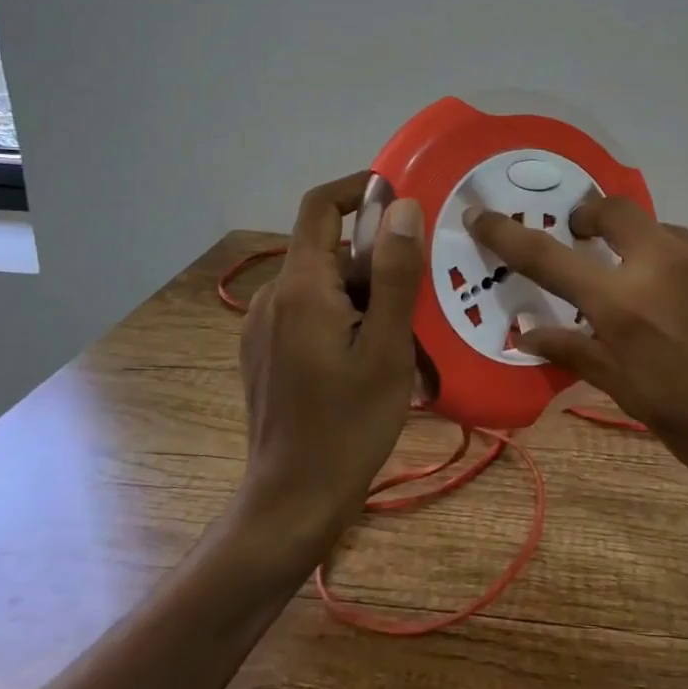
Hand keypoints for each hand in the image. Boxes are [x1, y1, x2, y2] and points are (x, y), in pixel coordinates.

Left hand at [237, 173, 424, 557]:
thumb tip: (403, 207)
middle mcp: (273, 297)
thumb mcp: (387, 347)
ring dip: (365, 292)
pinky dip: (345, 315)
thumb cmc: (349, 423)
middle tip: (424, 288)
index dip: (360, 188)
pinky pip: (310, 312)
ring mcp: (264, 327)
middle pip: (329, 249)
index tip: (403, 196)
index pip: (320, 206)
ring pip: (323, 283)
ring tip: (406, 330)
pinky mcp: (265, 352)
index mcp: (301, 287)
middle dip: (377, 258)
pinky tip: (372, 354)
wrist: (293, 500)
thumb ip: (395, 274)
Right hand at [467, 197, 687, 573]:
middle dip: (593, 217)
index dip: (506, 233)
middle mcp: (668, 261)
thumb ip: (578, 352)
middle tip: (592, 239)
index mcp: (625, 304)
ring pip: (673, 236)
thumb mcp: (633, 395)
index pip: (547, 257)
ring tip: (686, 306)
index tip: (480, 212)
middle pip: (614, 209)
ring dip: (663, 259)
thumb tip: (526, 332)